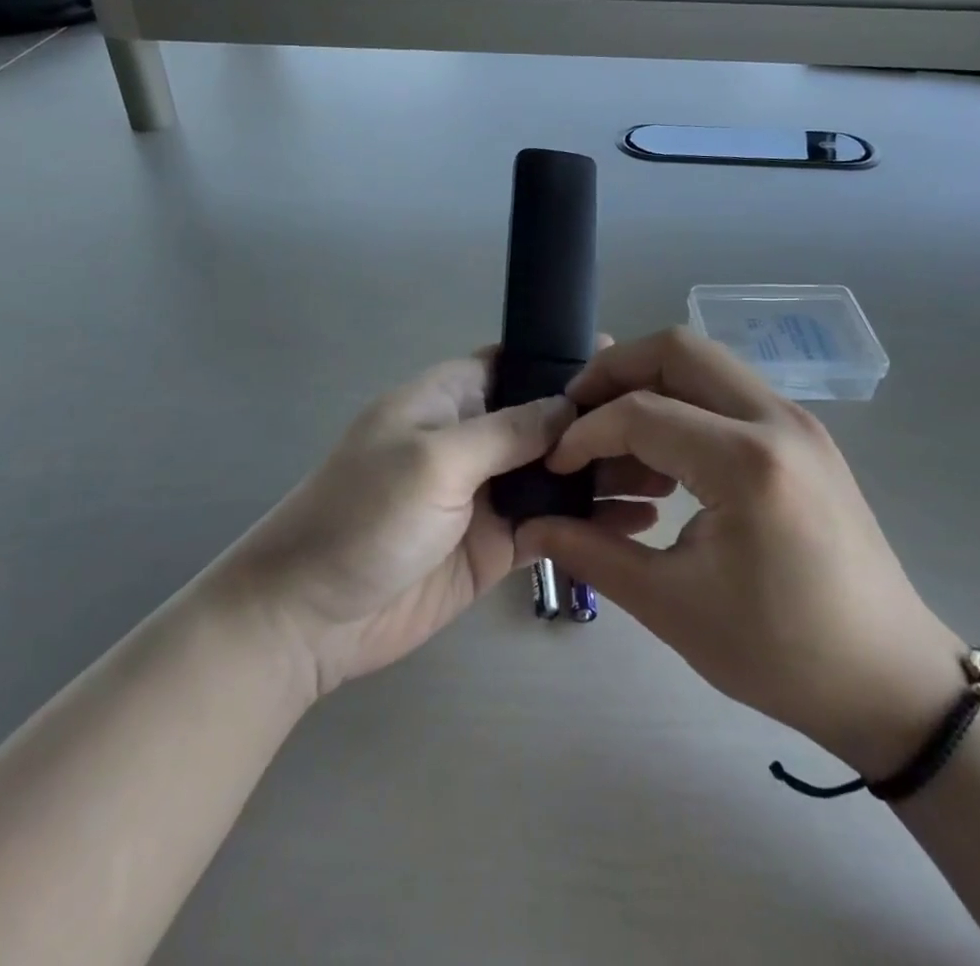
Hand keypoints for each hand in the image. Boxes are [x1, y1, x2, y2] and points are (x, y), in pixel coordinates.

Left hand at [217, 352, 663, 697]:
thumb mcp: (434, 458)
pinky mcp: (495, 544)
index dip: (564, 363)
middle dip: (598, 423)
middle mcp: (471, 439)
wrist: (310, 617)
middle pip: (544, 420)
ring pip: (555, 472)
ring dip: (602, 472)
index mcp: (448, 399)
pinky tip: (638, 522)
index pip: (514, 364)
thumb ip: (506, 431)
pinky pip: (551, 523)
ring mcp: (485, 494)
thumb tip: (568, 406)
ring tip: (667, 476)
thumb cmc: (363, 515)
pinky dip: (589, 520)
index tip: (628, 367)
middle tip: (669, 429)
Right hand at [517, 328, 966, 777]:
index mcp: (746, 463)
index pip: (640, 412)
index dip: (584, 432)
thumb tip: (531, 524)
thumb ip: (591, 552)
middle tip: (576, 413)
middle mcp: (776, 420)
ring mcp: (797, 421)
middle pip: (677, 349)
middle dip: (614, 371)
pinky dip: (683, 403)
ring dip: (650, 384)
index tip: (556, 466)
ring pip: (705, 362)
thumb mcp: (672, 607)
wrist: (891, 681)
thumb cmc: (781, 653)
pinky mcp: (803, 435)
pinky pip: (728, 391)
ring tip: (614, 439)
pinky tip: (662, 459)